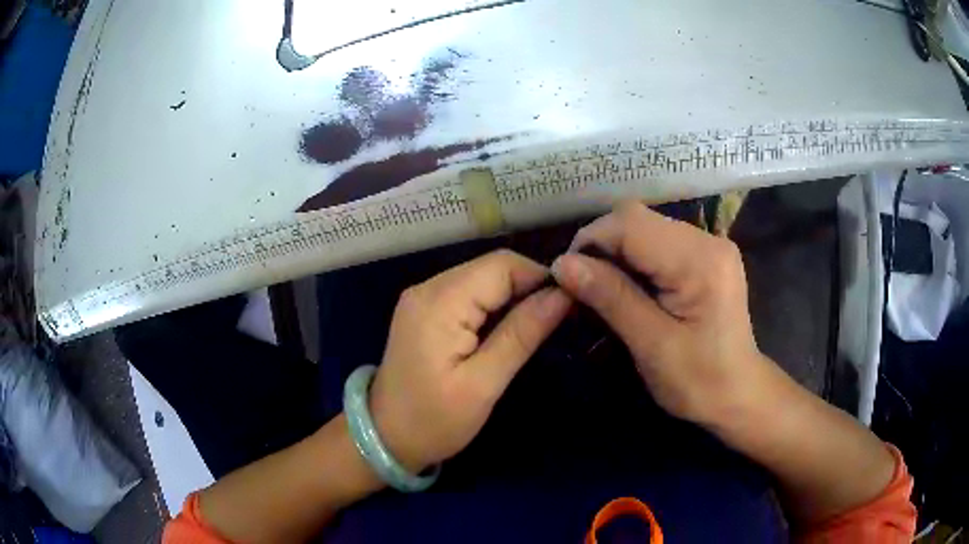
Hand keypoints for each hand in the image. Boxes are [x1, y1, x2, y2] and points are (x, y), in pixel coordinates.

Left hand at [368, 250, 571, 471]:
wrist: (384, 437)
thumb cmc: (433, 420)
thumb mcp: (483, 384)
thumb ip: (521, 335)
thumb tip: (561, 295)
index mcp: (439, 302)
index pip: (502, 265)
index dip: (540, 277)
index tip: (570, 304)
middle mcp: (428, 288)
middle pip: (492, 268)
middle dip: (529, 286)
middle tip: (560, 318)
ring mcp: (423, 297)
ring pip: (482, 278)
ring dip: (514, 296)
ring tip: (540, 325)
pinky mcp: (425, 310)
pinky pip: (468, 293)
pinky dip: (494, 304)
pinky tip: (509, 328)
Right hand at [551, 201, 774, 426]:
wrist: (738, 394)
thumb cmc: (699, 382)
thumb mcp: (652, 345)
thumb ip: (611, 298)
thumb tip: (562, 264)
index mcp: (700, 260)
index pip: (631, 224)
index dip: (591, 242)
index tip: (566, 279)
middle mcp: (707, 240)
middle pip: (637, 220)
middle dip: (601, 248)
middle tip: (581, 289)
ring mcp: (708, 245)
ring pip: (643, 228)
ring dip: (615, 255)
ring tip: (601, 291)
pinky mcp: (704, 256)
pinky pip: (656, 243)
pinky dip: (632, 261)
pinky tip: (627, 289)